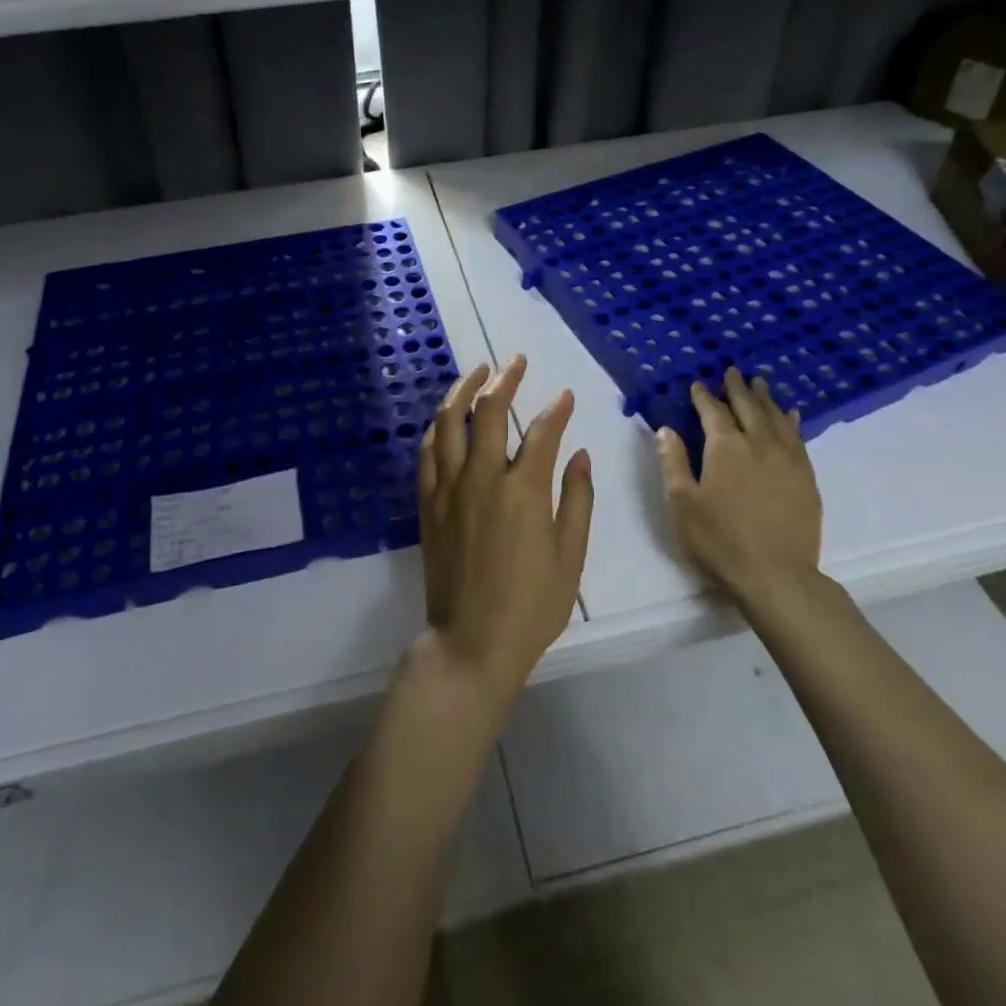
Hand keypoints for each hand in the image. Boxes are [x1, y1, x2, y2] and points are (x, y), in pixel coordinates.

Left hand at [417, 356, 593, 705]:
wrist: (471, 643)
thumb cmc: (531, 606)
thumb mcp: (570, 557)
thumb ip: (577, 499)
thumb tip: (579, 453)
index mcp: (523, 492)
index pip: (541, 432)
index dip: (556, 409)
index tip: (564, 395)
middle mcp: (481, 479)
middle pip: (488, 411)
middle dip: (504, 379)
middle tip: (515, 362)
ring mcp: (448, 489)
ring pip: (448, 422)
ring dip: (462, 390)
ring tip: (476, 372)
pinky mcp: (426, 504)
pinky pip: (426, 453)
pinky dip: (437, 428)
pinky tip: (446, 418)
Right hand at [656, 369, 822, 608]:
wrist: (777, 576)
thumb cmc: (719, 540)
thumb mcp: (682, 503)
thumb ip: (674, 462)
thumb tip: (666, 430)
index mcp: (725, 448)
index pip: (713, 412)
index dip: (704, 397)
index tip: (698, 384)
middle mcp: (759, 444)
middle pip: (748, 407)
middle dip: (737, 388)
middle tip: (732, 372)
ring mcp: (787, 459)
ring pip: (776, 418)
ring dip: (765, 399)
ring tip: (759, 384)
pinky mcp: (806, 477)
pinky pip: (798, 438)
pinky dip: (792, 421)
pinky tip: (791, 415)